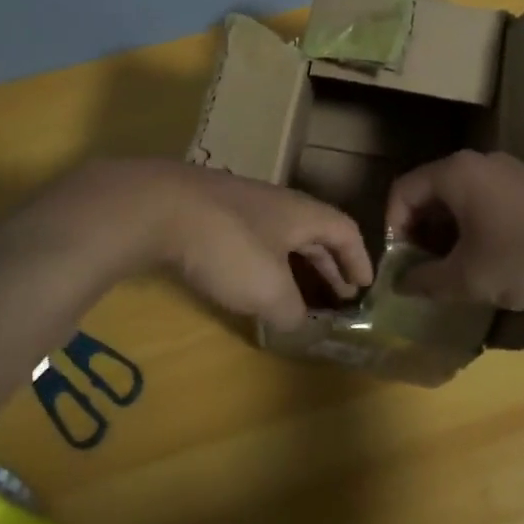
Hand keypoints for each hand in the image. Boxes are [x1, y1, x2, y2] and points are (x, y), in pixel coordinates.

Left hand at [82, 159, 371, 328]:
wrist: (159, 207)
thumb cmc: (228, 246)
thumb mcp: (269, 289)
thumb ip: (292, 309)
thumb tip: (297, 320)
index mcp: (301, 213)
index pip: (344, 230)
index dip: (358, 258)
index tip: (365, 286)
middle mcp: (275, 203)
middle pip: (313, 232)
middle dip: (328, 264)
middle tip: (338, 295)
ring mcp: (239, 205)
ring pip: (279, 235)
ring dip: (292, 265)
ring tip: (294, 294)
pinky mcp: (207, 213)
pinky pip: (249, 238)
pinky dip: (260, 262)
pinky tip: (246, 282)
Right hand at [385, 150, 523, 308]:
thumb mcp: (468, 278)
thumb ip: (425, 281)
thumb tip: (400, 284)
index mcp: (456, 173)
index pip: (403, 190)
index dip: (393, 227)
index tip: (400, 263)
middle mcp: (478, 161)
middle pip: (430, 190)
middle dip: (419, 229)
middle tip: (423, 267)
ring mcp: (508, 170)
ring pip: (459, 195)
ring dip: (446, 229)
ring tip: (453, 266)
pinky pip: (485, 197)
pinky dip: (473, 223)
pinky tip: (487, 256)